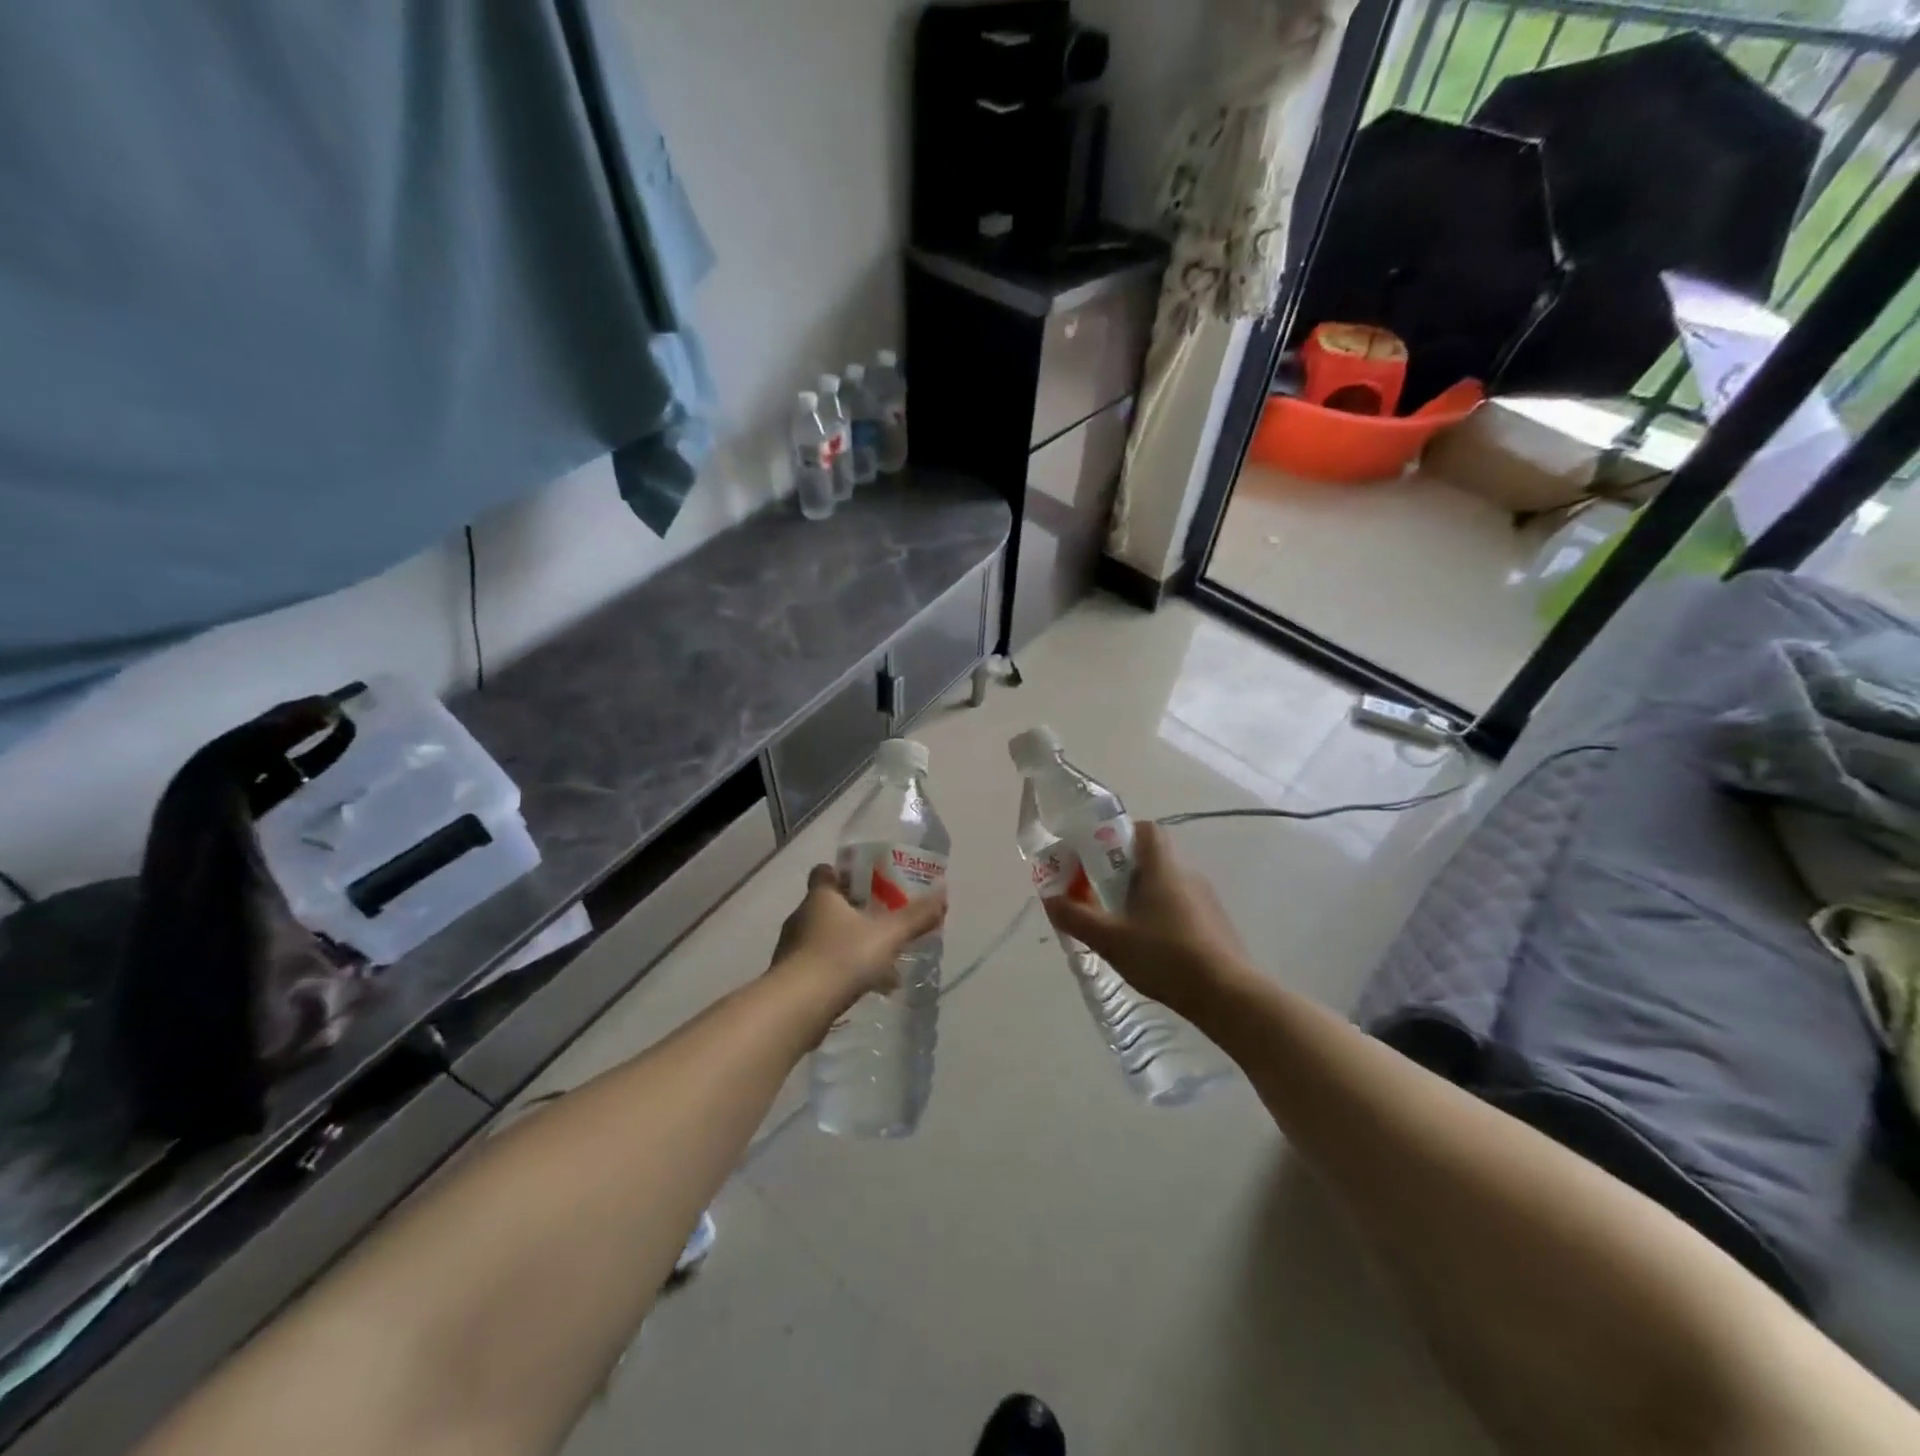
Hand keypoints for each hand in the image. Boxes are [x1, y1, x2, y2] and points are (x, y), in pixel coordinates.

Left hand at [771, 864, 946, 1004]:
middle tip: (883, 923)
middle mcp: (802, 917)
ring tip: (883, 965)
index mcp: (821, 897)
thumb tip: (943, 893)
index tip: (867, 882)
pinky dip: (842, 974)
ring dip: (851, 948)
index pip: (825, 872)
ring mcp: (793, 949)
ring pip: (827, 939)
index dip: (844, 874)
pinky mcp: (791, 979)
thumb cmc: (841, 958)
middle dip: (855, 915)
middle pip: (829, 906)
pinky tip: (867, 989)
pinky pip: (822, 967)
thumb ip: (915, 917)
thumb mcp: (887, 935)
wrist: (797, 1008)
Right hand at [1040, 821, 1250, 1018]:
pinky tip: (1149, 949)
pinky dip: (1160, 918)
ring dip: (1140, 898)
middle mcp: (1187, 876)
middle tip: (1096, 896)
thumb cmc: (1166, 957)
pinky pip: (1180, 909)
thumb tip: (1050, 899)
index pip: (1145, 830)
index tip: (1097, 856)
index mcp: (1162, 868)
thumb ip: (1076, 917)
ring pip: (1165, 886)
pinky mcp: (1214, 926)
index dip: (1120, 834)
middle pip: (1151, 859)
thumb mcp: (1111, 939)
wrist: (1228, 995)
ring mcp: (1205, 901)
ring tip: (1119, 927)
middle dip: (1121, 873)